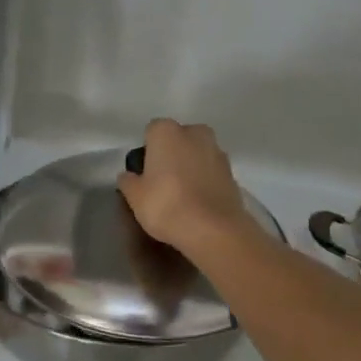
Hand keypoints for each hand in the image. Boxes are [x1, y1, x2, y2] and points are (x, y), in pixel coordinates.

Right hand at [116, 119, 261, 260]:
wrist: (214, 229)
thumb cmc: (166, 205)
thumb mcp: (135, 197)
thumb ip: (128, 181)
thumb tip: (128, 176)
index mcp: (167, 131)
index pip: (151, 132)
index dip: (147, 151)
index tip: (145, 173)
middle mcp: (194, 133)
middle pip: (178, 139)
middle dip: (171, 154)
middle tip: (163, 182)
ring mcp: (217, 151)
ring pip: (197, 154)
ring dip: (190, 166)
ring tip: (182, 195)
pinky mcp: (232, 172)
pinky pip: (211, 171)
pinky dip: (205, 181)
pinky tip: (198, 202)